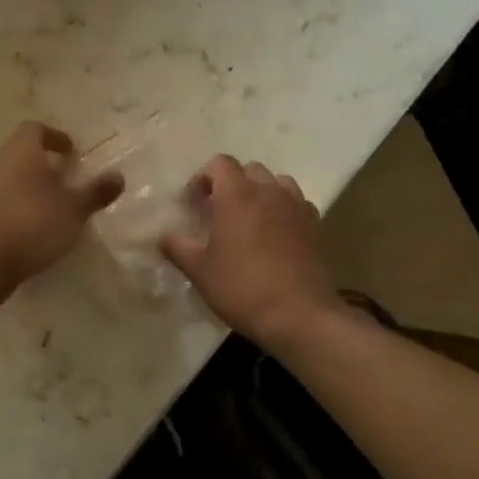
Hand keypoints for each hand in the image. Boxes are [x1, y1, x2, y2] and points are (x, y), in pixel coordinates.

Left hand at [0, 122, 124, 286]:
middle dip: (43, 166)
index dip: (55, 137)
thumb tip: (118, 176)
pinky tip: (31, 232)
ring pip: (9, 180)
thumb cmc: (32, 224)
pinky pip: (0, 204)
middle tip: (66, 182)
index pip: (35, 129)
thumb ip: (95, 192)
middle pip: (21, 155)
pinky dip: (17, 210)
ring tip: (52, 210)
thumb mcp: (73, 210)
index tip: (71, 152)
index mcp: (21, 153)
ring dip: (29, 189)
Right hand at [161, 155, 341, 348]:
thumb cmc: (242, 288)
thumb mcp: (199, 270)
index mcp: (238, 194)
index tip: (193, 203)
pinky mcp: (315, 226)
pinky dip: (283, 210)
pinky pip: (296, 204)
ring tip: (249, 220)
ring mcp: (296, 206)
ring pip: (276, 183)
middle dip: (231, 184)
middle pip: (248, 169)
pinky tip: (275, 235)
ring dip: (260, 193)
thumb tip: (163, 236)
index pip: (219, 163)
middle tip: (218, 212)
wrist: (299, 315)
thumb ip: (177, 247)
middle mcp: (269, 191)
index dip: (202, 178)